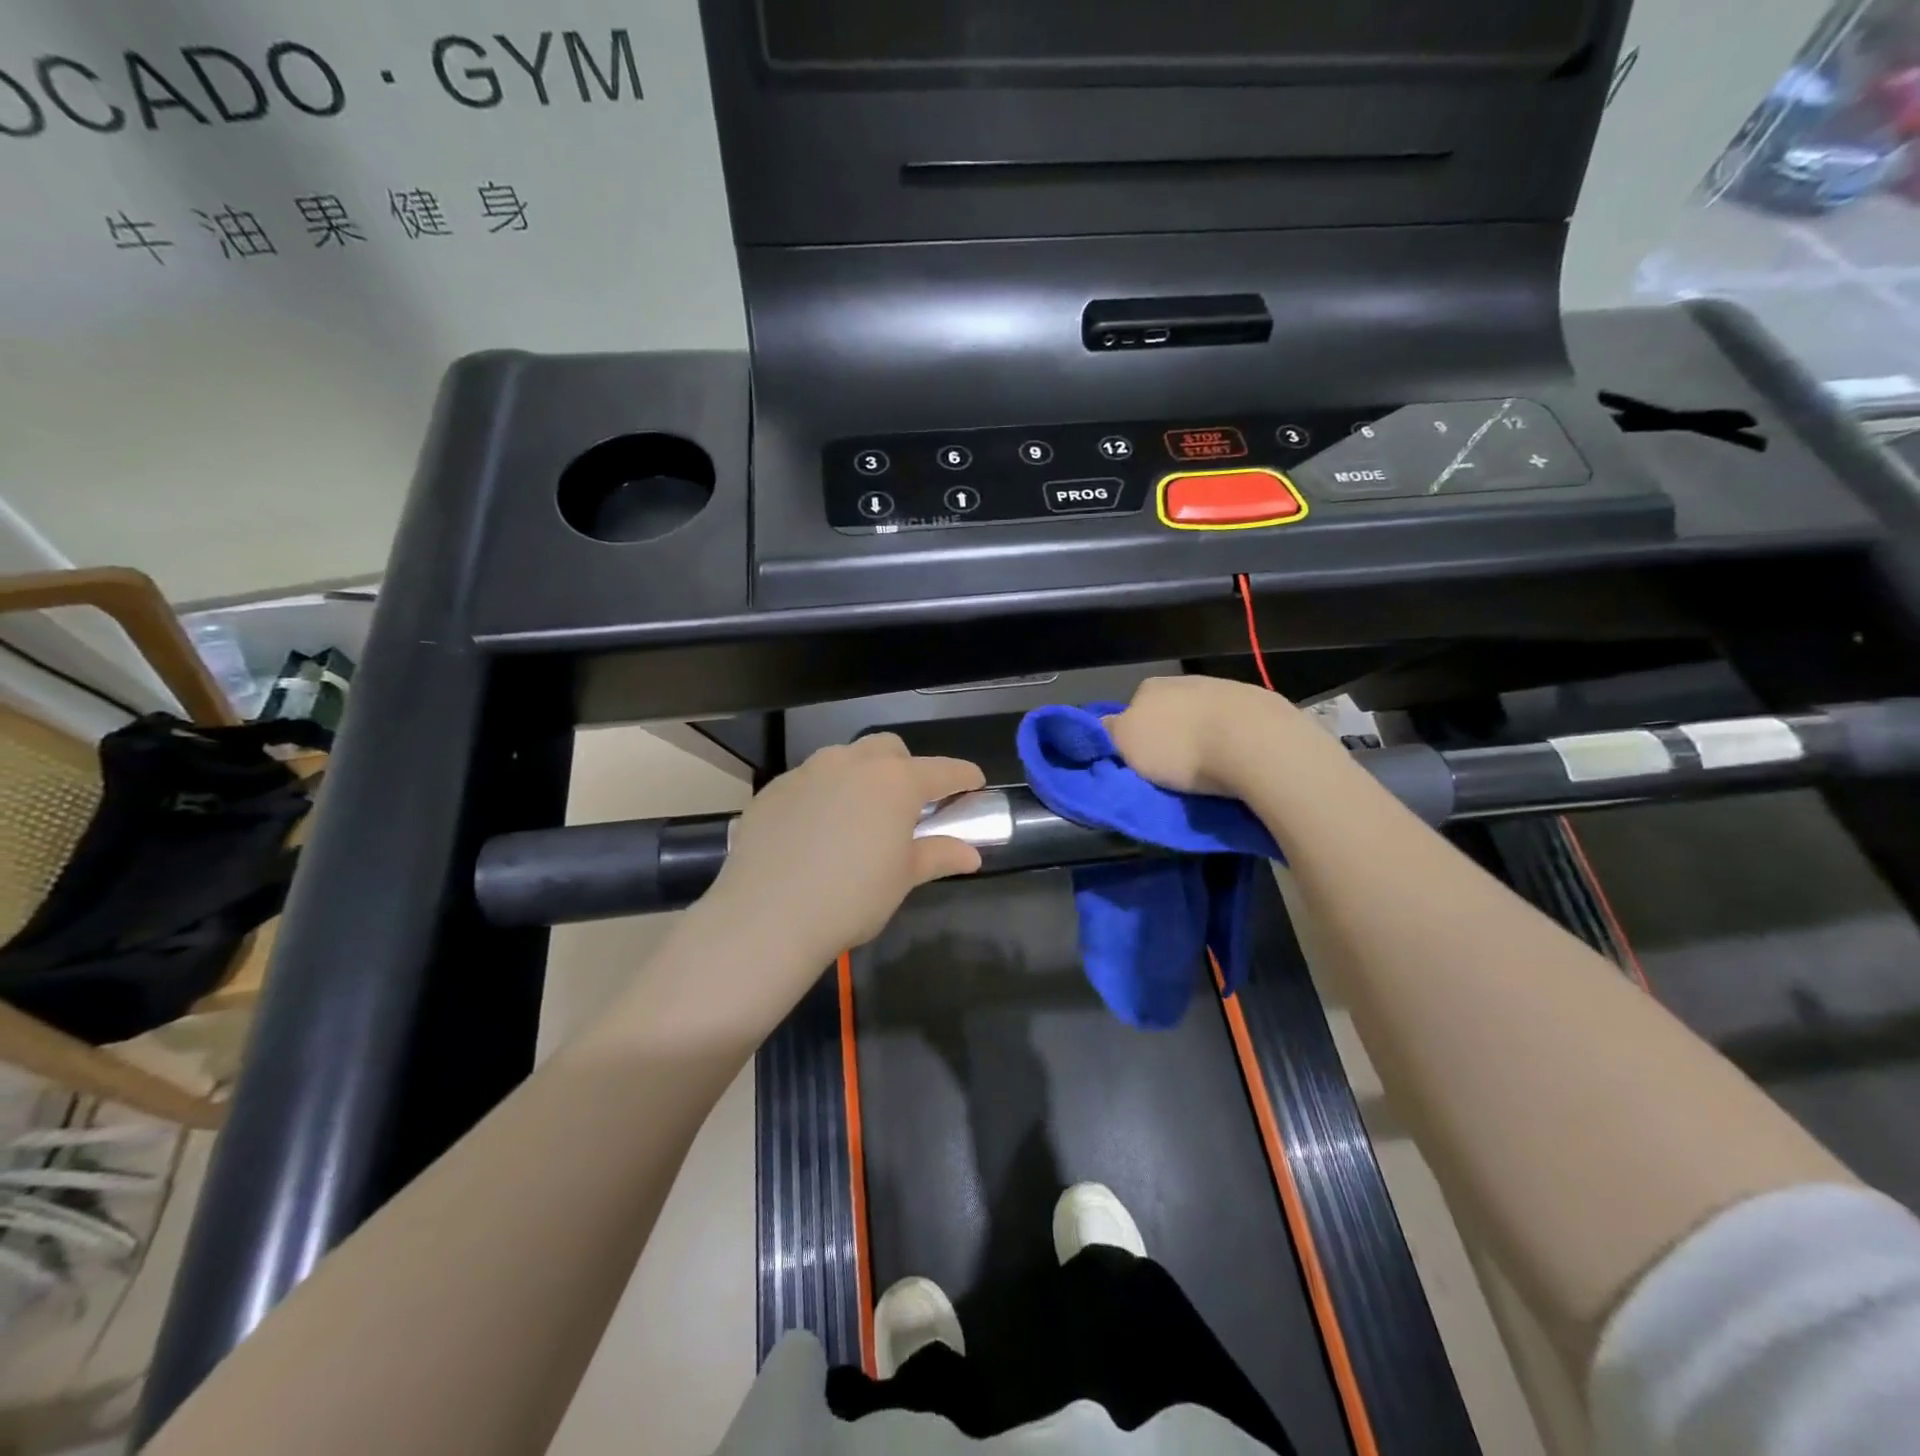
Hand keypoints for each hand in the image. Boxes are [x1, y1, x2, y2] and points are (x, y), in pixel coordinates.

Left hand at [706, 735, 985, 967]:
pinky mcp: (774, 789)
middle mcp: (852, 764)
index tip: (975, 782)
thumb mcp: (902, 879)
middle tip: (907, 804)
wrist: (767, 916)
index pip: (941, 770)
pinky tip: (815, 830)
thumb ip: (937, 856)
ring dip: (860, 776)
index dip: (962, 776)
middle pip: (888, 749)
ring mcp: (808, 772)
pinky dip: (822, 795)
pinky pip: (808, 781)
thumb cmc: (852, 897)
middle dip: (905, 767)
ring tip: (858, 815)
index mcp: (894, 782)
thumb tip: (971, 855)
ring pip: (844, 758)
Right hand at [1104, 675, 1301, 796]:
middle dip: (1172, 734)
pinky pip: (1238, 725)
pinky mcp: (1262, 705)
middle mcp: (1188, 680)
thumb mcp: (1127, 745)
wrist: (1255, 744)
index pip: (1133, 708)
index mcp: (1151, 687)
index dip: (1135, 735)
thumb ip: (1110, 732)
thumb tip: (1102, 724)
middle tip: (1174, 769)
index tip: (1141, 761)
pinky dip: (1235, 740)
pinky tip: (1238, 761)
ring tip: (1210, 770)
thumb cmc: (1180, 747)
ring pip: (1206, 716)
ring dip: (1205, 737)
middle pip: (1171, 711)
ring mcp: (1228, 689)